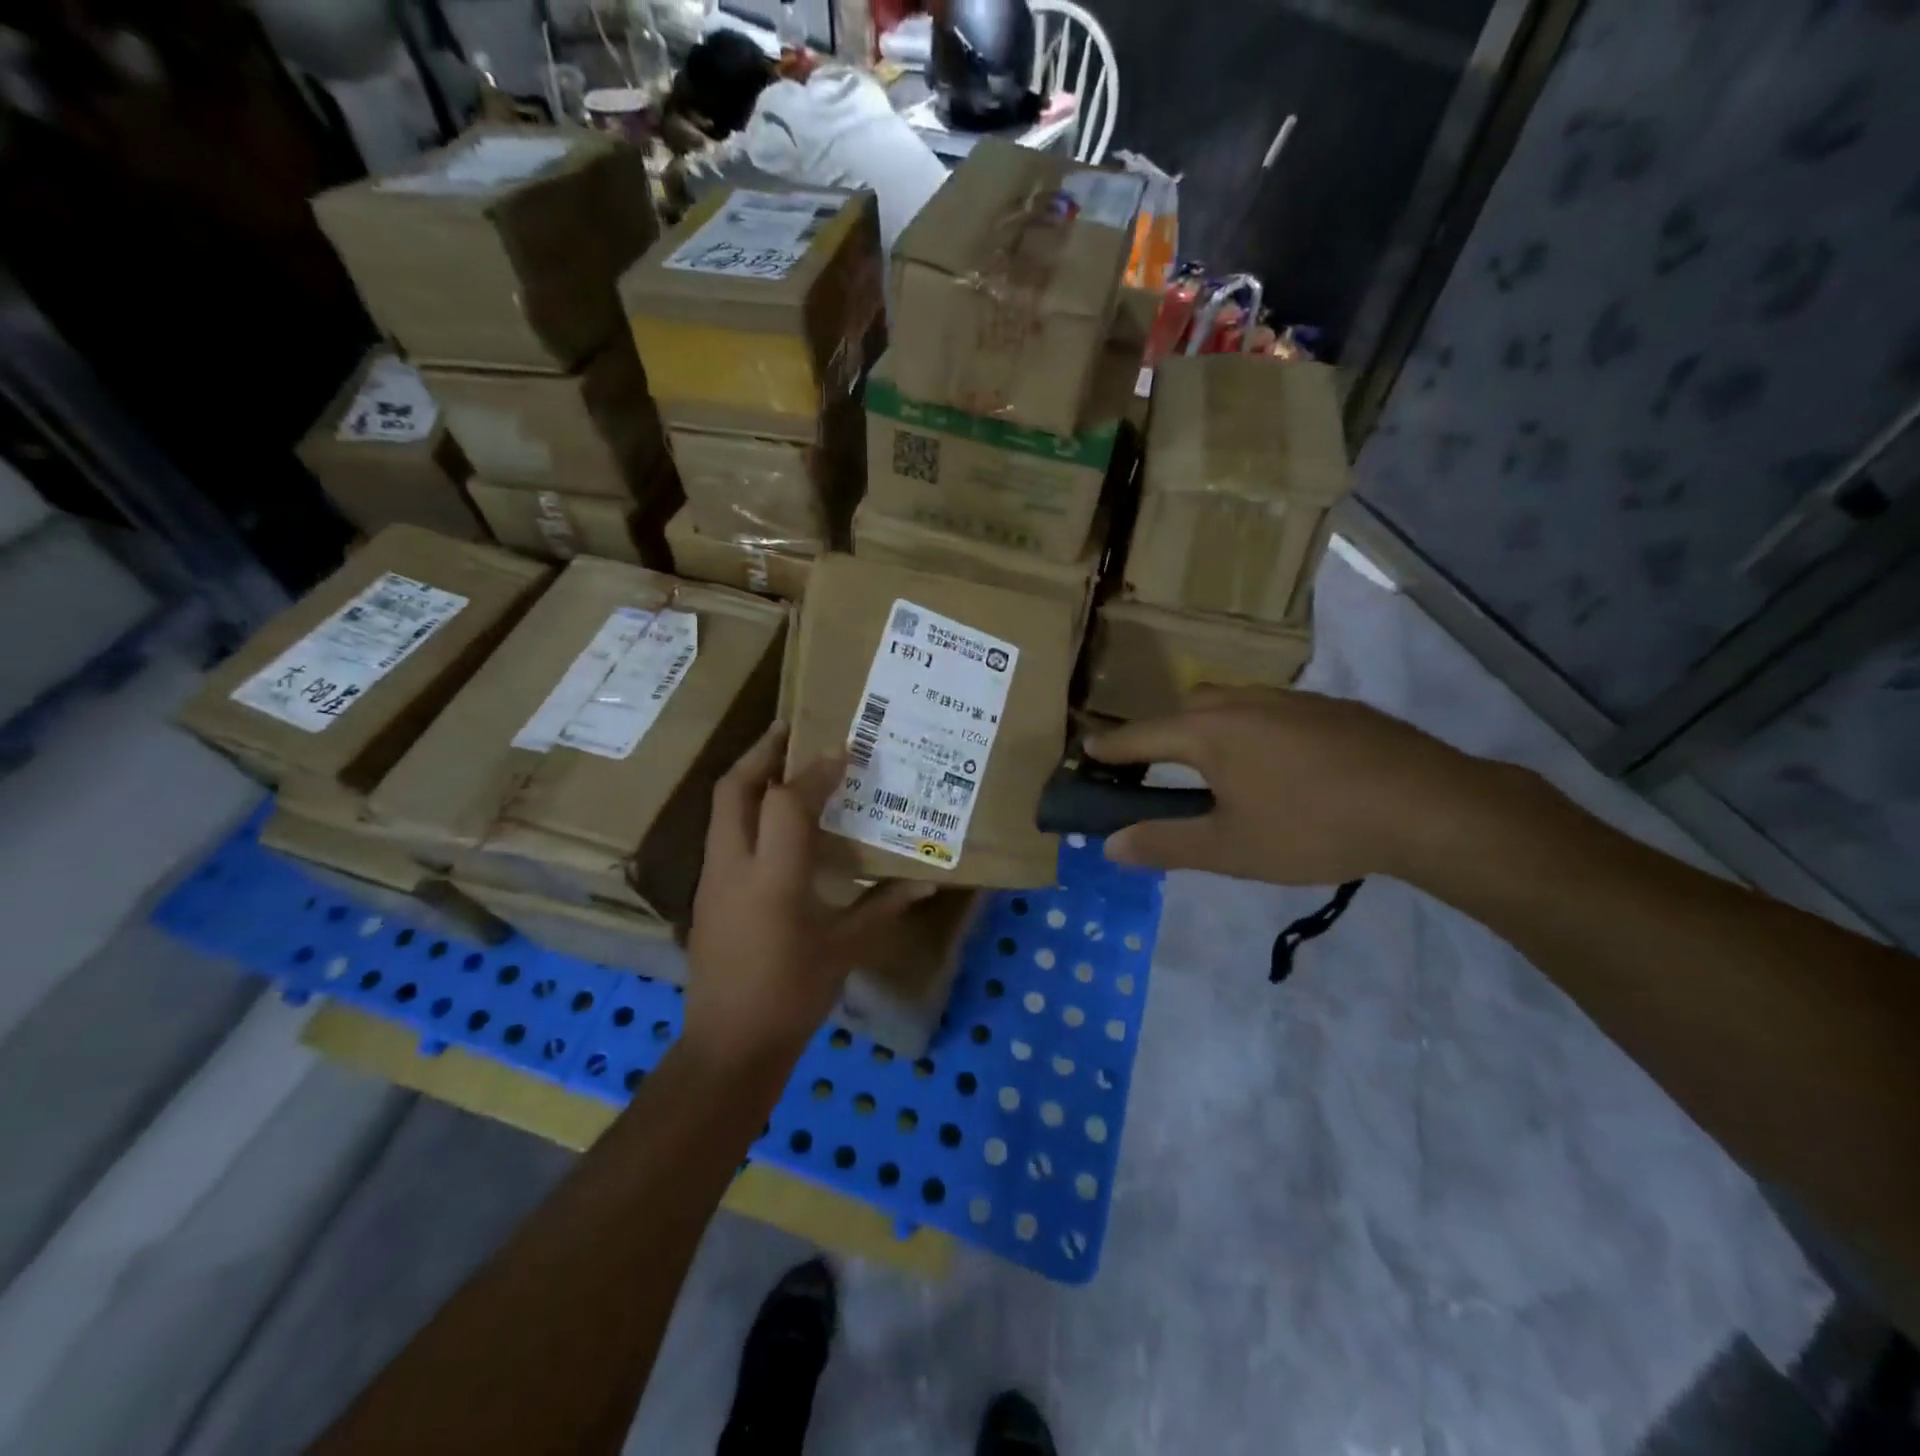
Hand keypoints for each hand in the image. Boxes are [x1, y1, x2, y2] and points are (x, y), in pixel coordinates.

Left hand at [684, 724, 929, 1068]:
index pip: (787, 802)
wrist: (729, 1045)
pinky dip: (745, 811)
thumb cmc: (792, 996)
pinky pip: (723, 834)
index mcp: (773, 878)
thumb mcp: (844, 949)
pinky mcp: (707, 894)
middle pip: (734, 789)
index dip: (815, 771)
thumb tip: (927, 882)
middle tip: (790, 730)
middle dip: (761, 752)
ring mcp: (713, 879)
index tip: (842, 750)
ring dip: (749, 778)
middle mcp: (734, 867)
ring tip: (783, 764)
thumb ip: (883, 908)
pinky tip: (774, 822)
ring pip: (722, 809)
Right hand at [1085, 686, 1504, 885]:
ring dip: (1209, 727)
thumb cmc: (1312, 827)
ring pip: (1232, 703)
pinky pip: (1271, 710)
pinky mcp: (1330, 708)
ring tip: (1216, 767)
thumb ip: (1165, 844)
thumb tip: (1110, 846)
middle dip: (1162, 733)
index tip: (1088, 750)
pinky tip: (1278, 765)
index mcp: (1210, 732)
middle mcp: (1244, 702)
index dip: (1112, 747)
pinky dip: (1253, 729)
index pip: (1144, 735)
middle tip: (1156, 768)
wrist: (1425, 805)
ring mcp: (1291, 700)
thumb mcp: (1230, 849)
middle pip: (1186, 709)